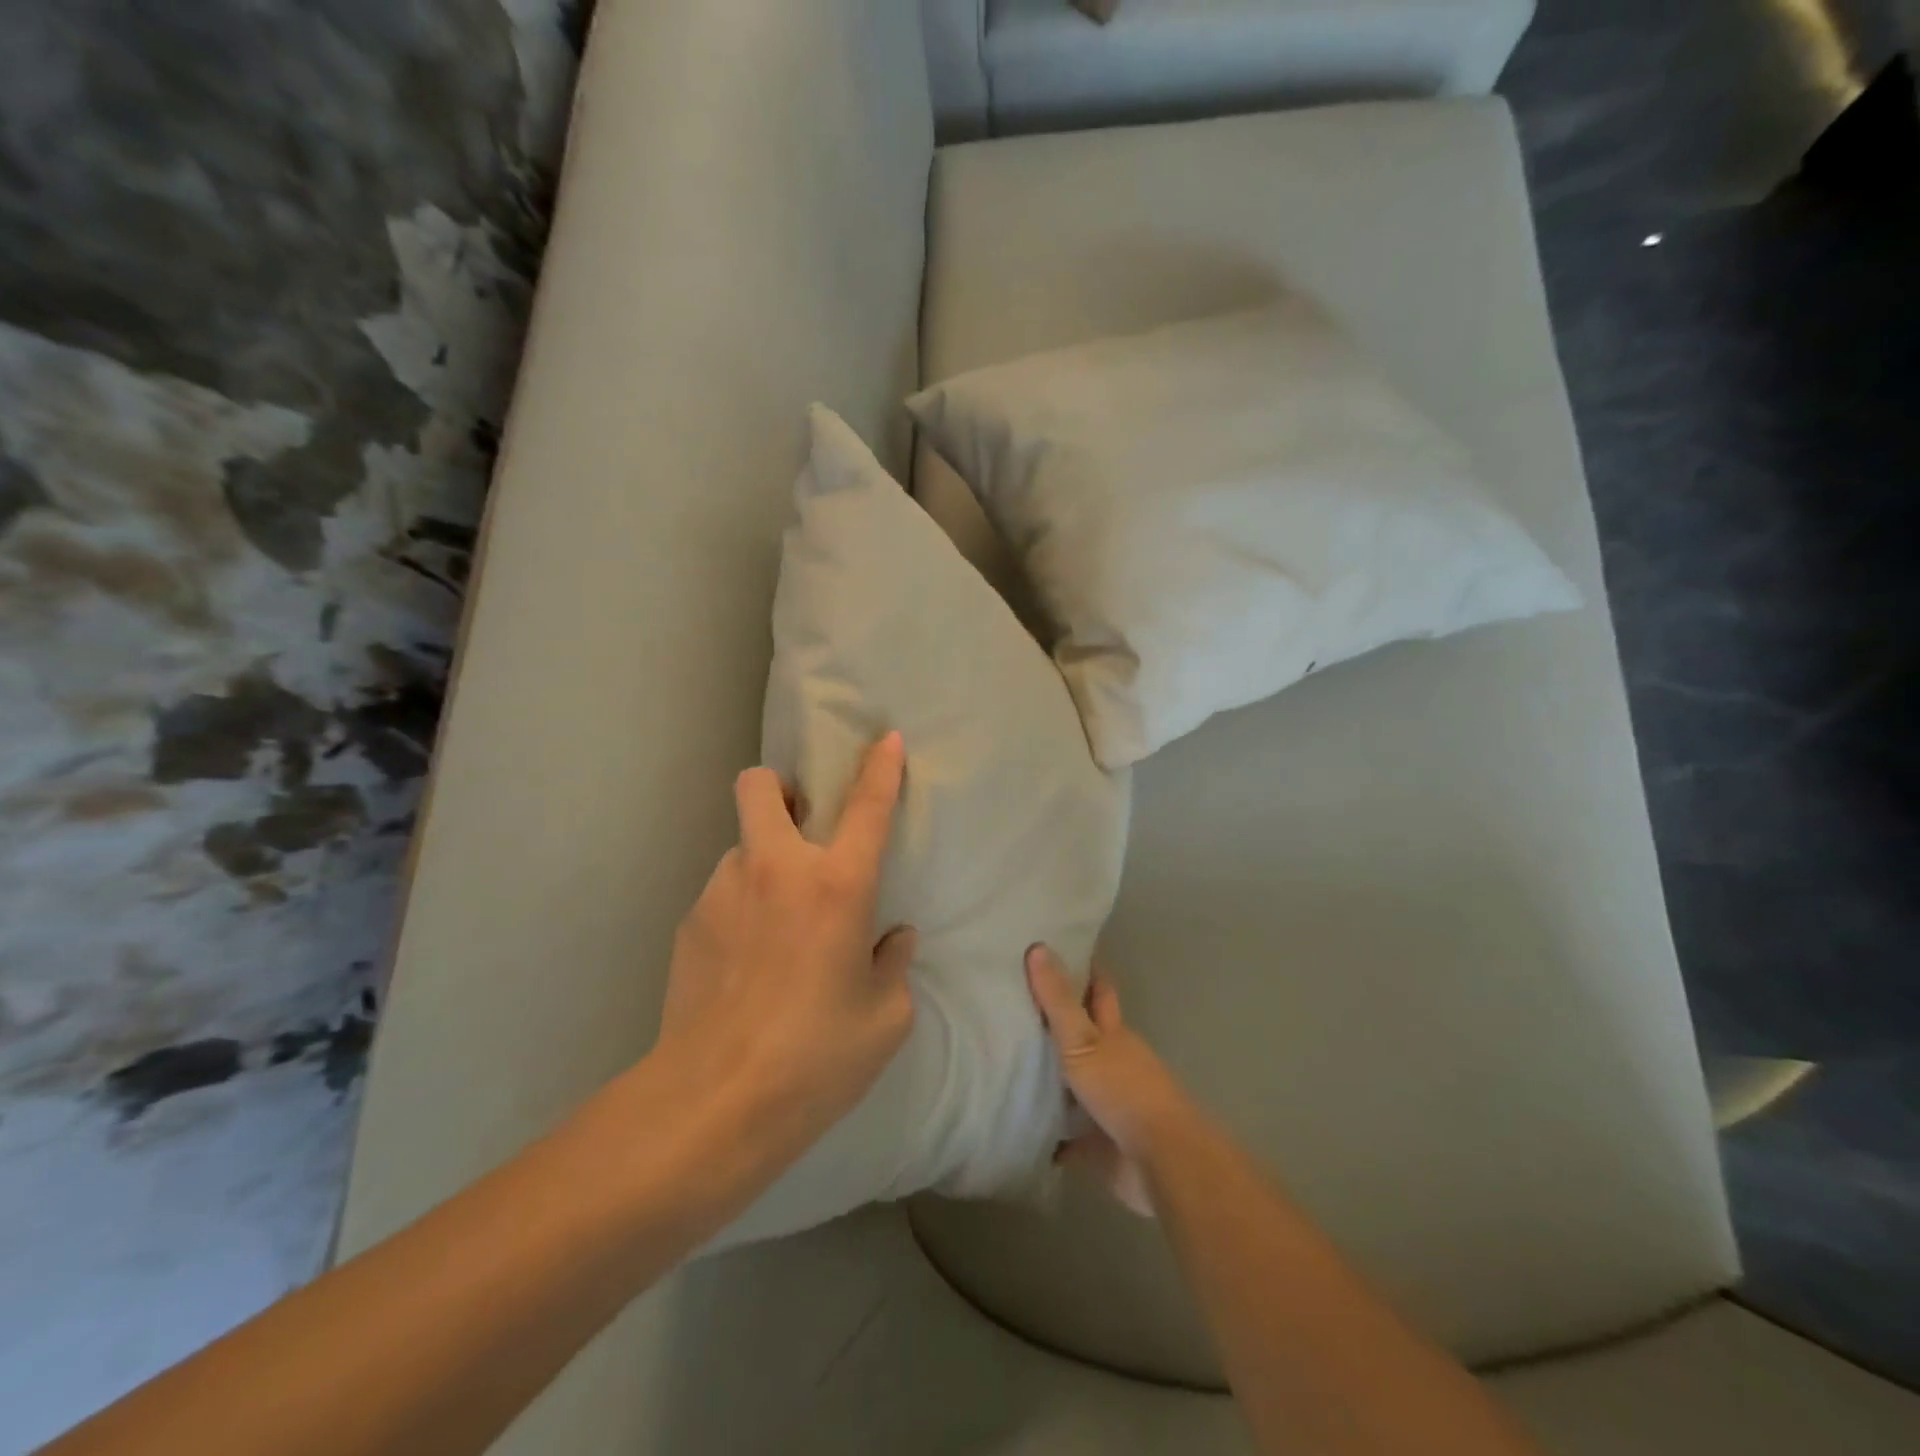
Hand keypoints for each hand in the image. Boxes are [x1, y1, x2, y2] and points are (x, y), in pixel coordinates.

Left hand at [651, 732, 917, 1168]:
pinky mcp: (690, 922)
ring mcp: (723, 890)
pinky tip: (745, 964)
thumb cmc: (817, 1057)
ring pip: (742, 847)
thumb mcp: (886, 1018)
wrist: (714, 1103)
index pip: (867, 806)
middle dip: (780, 789)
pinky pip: (724, 894)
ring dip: (763, 865)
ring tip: (776, 926)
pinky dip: (741, 909)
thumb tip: (891, 938)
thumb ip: (894, 965)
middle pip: (761, 786)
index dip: (880, 767)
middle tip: (800, 827)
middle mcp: (776, 869)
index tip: (887, 738)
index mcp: (837, 885)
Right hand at [1026, 945, 1194, 1217]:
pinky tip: (1021, 1126)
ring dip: (1051, 1077)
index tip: (1060, 950)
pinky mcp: (1100, 1146)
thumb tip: (1038, 946)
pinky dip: (1049, 1132)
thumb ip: (1059, 1001)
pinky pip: (1067, 1136)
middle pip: (1086, 1036)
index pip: (1099, 992)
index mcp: (1114, 1034)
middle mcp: (1114, 1064)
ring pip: (1075, 1084)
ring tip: (1008, 1061)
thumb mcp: (1083, 1040)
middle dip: (1060, 1023)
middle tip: (1019, 1004)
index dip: (1084, 970)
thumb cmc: (1124, 1090)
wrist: (1162, 1162)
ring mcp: (1109, 1105)